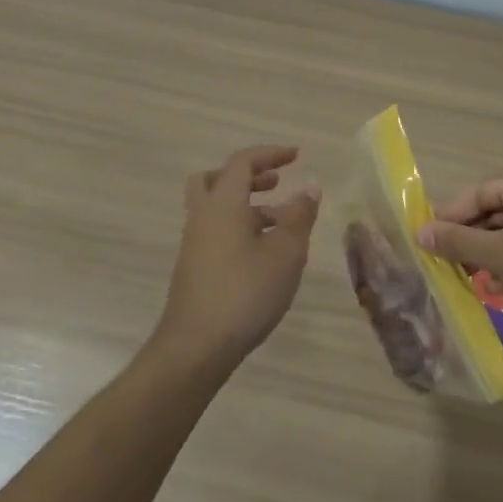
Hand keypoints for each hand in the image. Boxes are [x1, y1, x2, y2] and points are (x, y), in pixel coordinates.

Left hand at [153, 145, 320, 371]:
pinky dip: (239, 228)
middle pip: (215, 179)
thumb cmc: (245, 293)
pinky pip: (216, 231)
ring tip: (281, 224)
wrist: (196, 347)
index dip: (270, 154)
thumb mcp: (286, 253)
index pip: (242, 162)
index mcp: (223, 204)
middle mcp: (203, 217)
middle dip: (248, 175)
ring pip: (216, 208)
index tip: (297, 156)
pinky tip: (264, 254)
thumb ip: (299, 216)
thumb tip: (309, 188)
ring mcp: (194, 244)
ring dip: (247, 205)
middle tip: (276, 183)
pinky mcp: (194, 268)